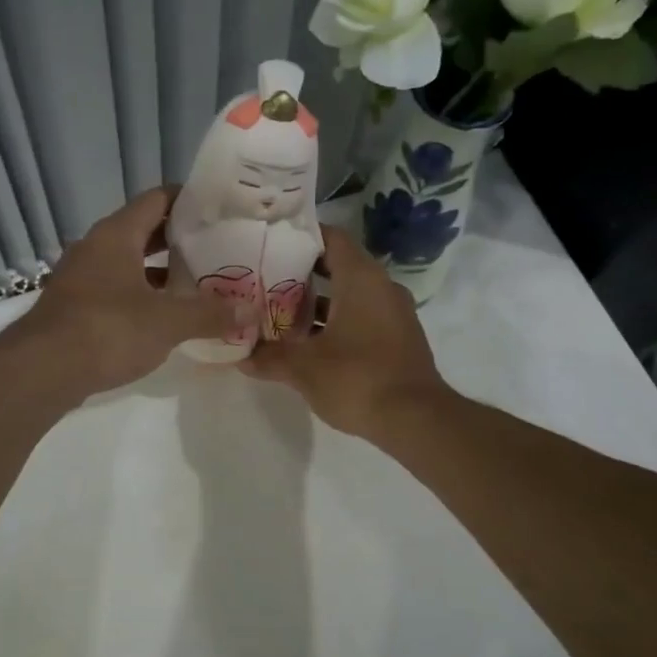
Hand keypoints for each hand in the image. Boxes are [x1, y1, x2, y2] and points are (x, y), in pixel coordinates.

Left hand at [10, 187, 237, 398]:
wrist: (41, 371)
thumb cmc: (108, 330)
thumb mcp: (167, 322)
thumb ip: (210, 313)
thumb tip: (251, 311)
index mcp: (116, 235)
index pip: (157, 200)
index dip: (189, 200)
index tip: (220, 209)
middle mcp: (95, 247)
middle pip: (143, 231)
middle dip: (179, 239)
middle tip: (218, 247)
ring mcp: (81, 277)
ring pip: (128, 263)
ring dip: (160, 271)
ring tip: (198, 282)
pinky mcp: (74, 306)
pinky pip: (116, 289)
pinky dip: (141, 295)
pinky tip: (164, 316)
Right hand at [241, 226, 449, 439]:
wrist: (416, 420)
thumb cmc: (357, 378)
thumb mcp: (303, 368)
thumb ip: (269, 357)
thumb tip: (240, 356)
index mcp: (361, 278)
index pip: (331, 237)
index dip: (301, 236)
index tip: (271, 242)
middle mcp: (381, 287)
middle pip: (338, 266)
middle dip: (302, 273)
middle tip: (266, 279)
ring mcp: (394, 314)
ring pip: (350, 295)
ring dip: (318, 303)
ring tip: (280, 312)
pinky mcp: (398, 339)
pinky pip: (362, 317)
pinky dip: (336, 322)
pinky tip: (308, 343)